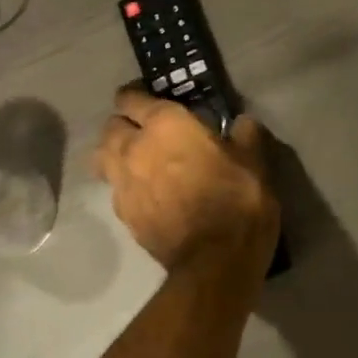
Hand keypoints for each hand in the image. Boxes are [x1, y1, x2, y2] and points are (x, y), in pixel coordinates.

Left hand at [94, 88, 279, 275]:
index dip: (138, 95)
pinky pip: (115, 190)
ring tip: (136, 162)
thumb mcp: (255, 163)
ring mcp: (123, 184)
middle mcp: (134, 148)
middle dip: (124, 124)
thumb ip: (245, 136)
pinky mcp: (123, 215)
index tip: (150, 99)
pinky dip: (125, 186)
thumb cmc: (238, 202)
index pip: (132, 97)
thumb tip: (242, 124)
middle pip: (111, 126)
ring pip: (102, 157)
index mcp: (165, 125)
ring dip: (115, 154)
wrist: (215, 263)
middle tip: (146, 132)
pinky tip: (146, 195)